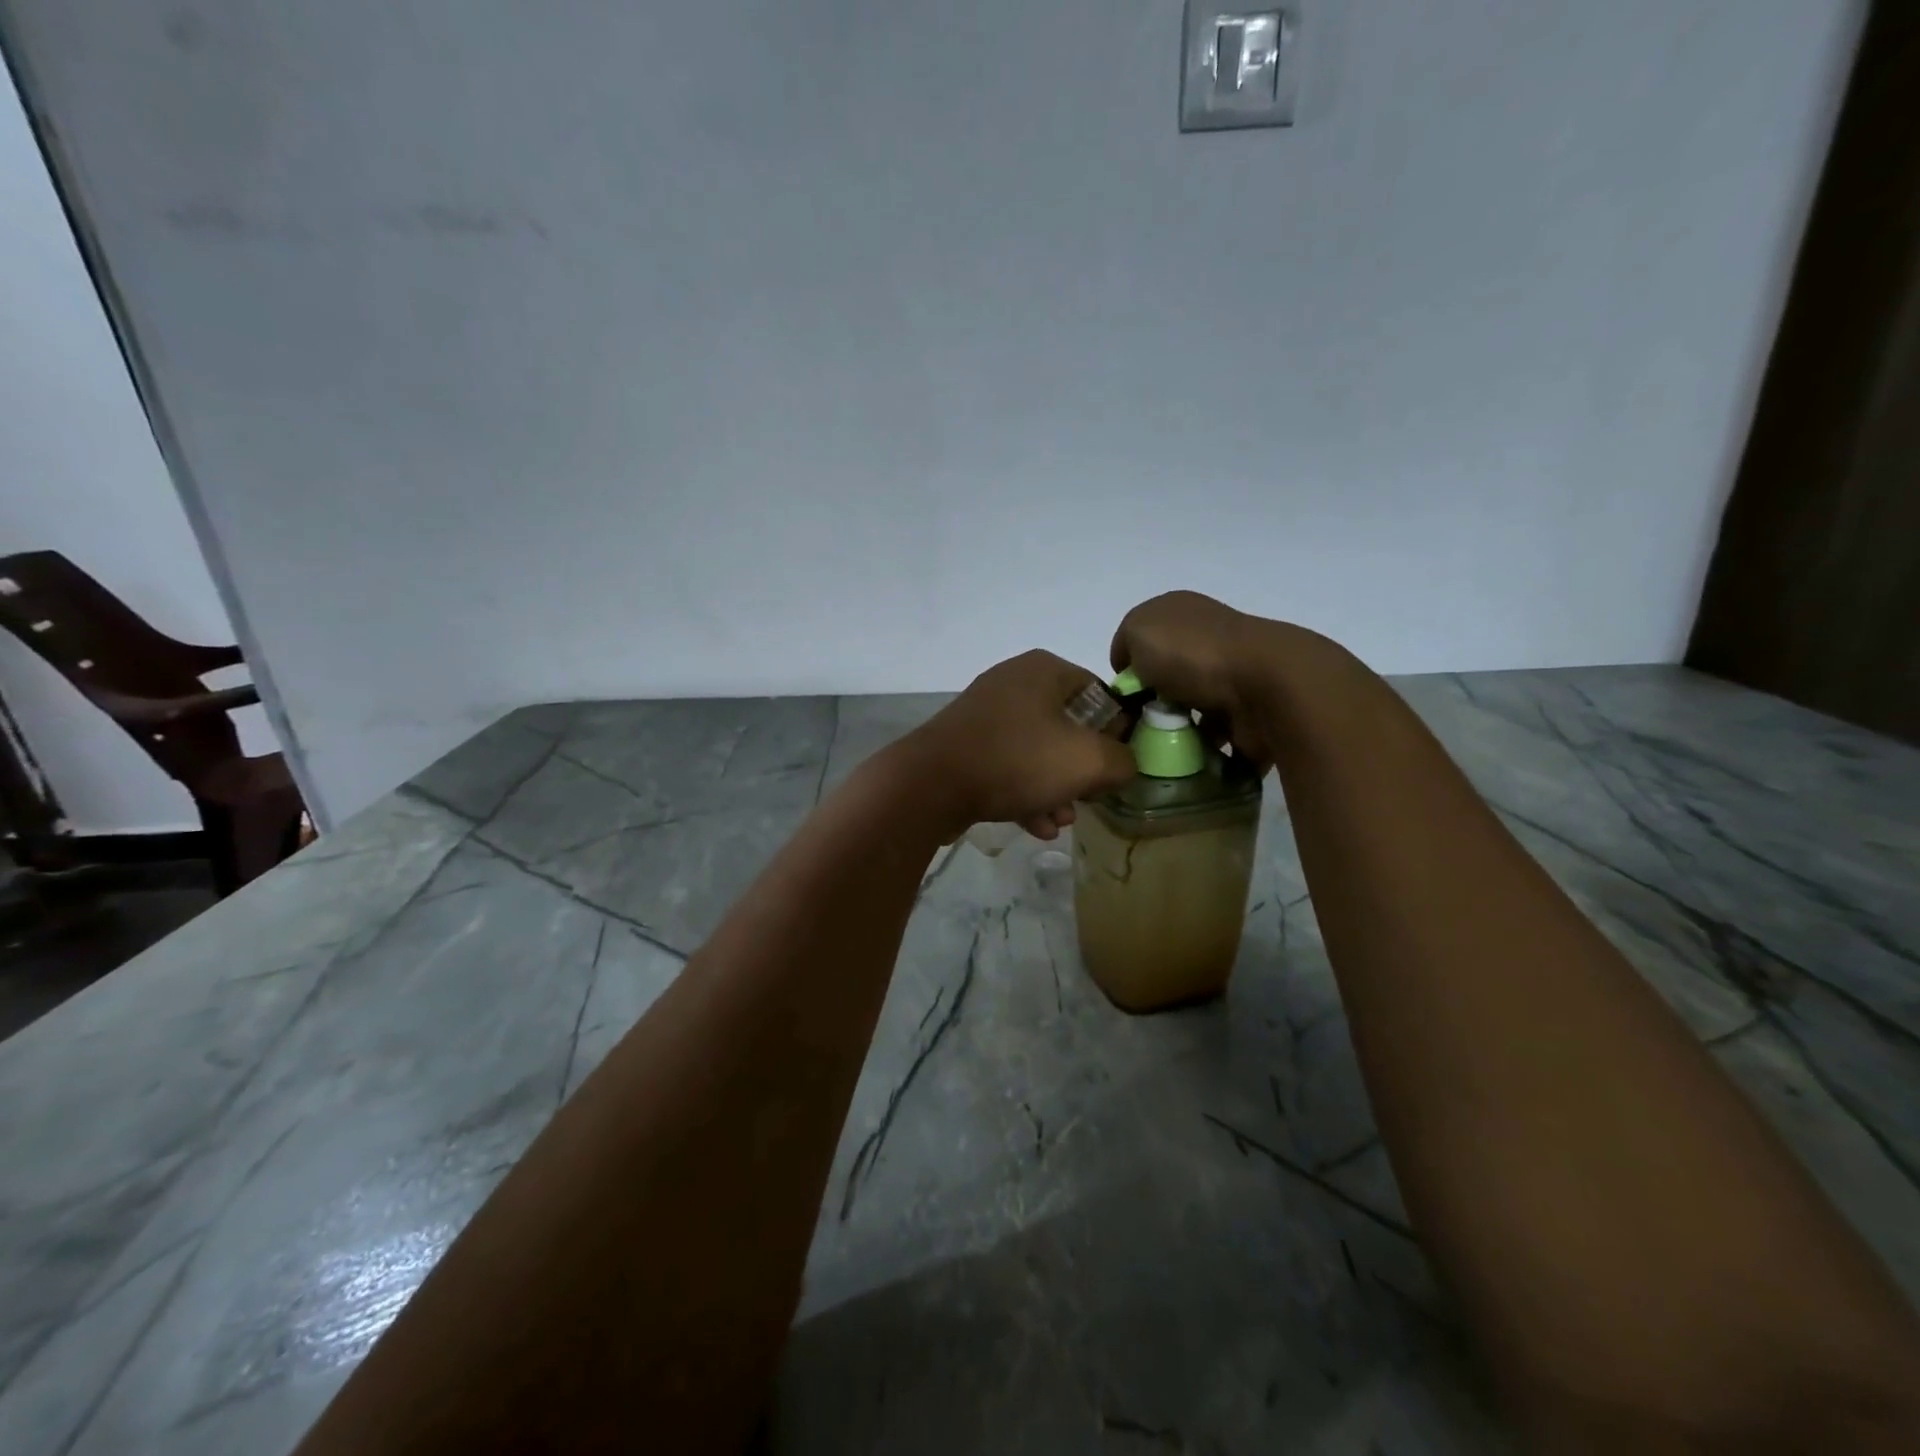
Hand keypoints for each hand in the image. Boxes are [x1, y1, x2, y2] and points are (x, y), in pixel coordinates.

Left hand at [894, 650, 1136, 840]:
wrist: (930, 785)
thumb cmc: (1018, 760)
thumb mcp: (1089, 761)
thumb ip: (1123, 760)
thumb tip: (1125, 763)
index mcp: (1044, 670)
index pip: (1100, 694)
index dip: (1117, 731)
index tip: (1119, 765)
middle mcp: (1013, 683)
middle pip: (1068, 726)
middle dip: (1081, 770)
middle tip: (1089, 798)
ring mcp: (984, 714)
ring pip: (1036, 751)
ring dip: (1055, 788)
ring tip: (1061, 821)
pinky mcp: (964, 745)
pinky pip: (1007, 766)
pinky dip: (1024, 793)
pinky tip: (1035, 827)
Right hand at [1110, 591, 1276, 769]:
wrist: (1263, 686)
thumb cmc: (1192, 653)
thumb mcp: (1137, 630)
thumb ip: (1124, 644)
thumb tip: (1133, 671)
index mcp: (1183, 614)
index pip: (1144, 642)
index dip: (1128, 670)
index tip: (1122, 697)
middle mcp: (1209, 641)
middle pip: (1167, 679)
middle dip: (1150, 705)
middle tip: (1136, 730)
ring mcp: (1233, 678)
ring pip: (1191, 710)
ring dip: (1175, 731)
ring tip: (1159, 751)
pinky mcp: (1250, 714)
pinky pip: (1217, 739)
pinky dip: (1202, 752)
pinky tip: (1186, 760)